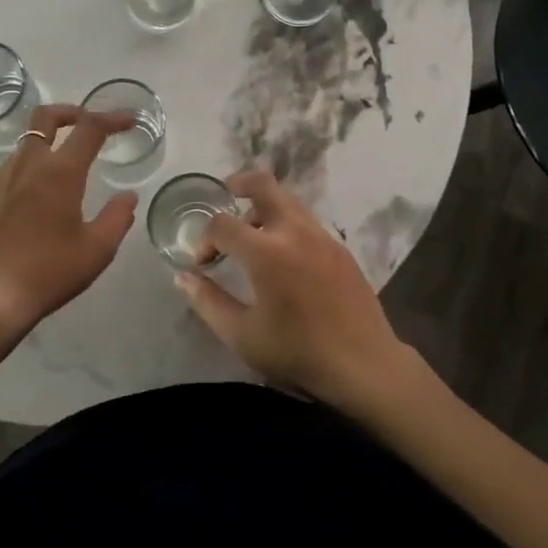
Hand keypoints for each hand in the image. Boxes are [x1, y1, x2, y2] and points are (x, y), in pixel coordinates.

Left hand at [0, 105, 137, 334]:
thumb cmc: (46, 273)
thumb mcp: (96, 251)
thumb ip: (117, 217)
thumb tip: (127, 196)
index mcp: (60, 172)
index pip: (90, 128)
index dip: (112, 118)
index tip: (128, 120)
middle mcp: (27, 165)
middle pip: (46, 117)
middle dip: (70, 111)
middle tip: (86, 124)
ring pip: (25, 147)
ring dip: (47, 149)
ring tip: (60, 178)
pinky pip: (6, 175)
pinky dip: (25, 177)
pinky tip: (29, 209)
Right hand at [174, 170, 416, 410]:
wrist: (364, 364)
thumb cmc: (298, 353)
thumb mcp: (243, 336)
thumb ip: (208, 302)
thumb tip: (183, 276)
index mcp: (267, 252)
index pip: (223, 223)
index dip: (204, 238)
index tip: (202, 262)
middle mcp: (294, 231)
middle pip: (263, 184)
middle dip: (237, 184)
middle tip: (223, 197)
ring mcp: (321, 234)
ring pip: (287, 198)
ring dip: (263, 205)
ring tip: (250, 232)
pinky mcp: (339, 245)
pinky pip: (305, 219)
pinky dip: (285, 222)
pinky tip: (282, 255)